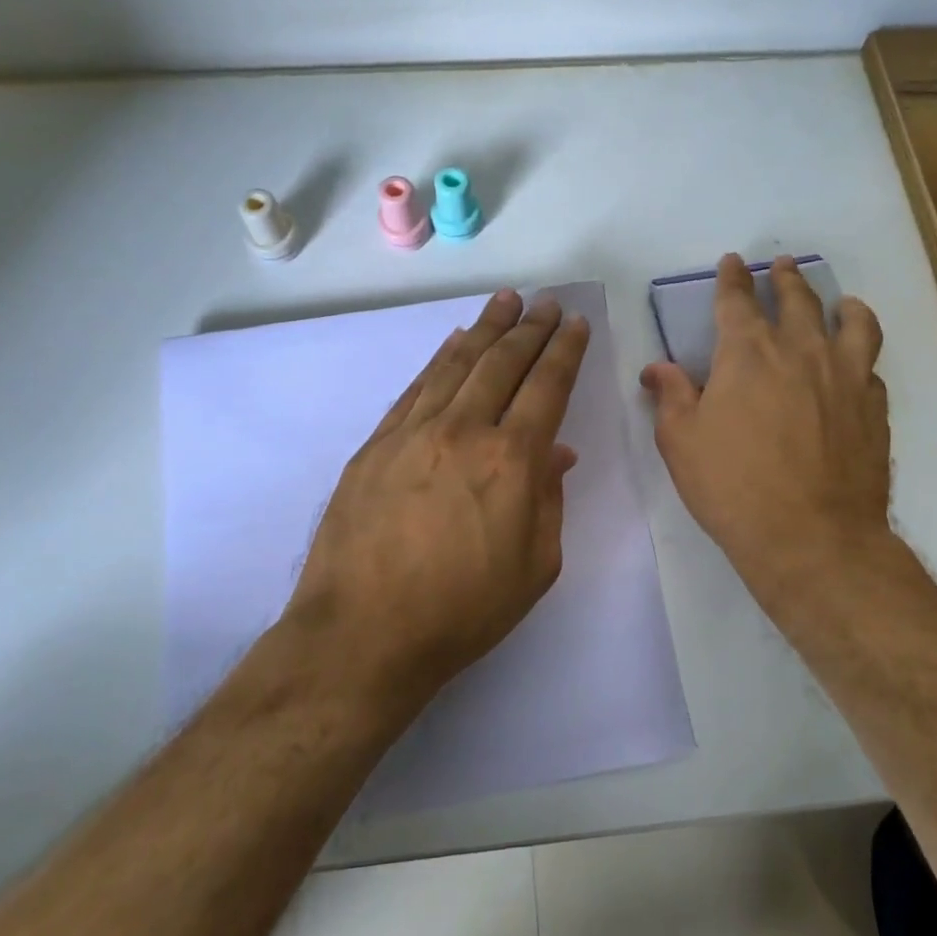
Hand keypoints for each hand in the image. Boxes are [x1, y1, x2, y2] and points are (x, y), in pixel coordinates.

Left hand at [286, 289, 590, 700]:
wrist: (363, 634)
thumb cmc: (462, 611)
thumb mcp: (535, 567)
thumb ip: (549, 500)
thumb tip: (555, 452)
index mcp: (511, 461)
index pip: (546, 387)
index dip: (563, 351)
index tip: (573, 323)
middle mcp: (463, 431)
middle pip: (502, 363)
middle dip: (529, 328)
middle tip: (544, 302)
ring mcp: (413, 433)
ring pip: (456, 364)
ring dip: (485, 329)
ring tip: (505, 302)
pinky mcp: (376, 445)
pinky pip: (416, 388)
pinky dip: (440, 359)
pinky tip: (454, 343)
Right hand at [641, 254, 890, 605]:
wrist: (811, 536)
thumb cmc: (733, 486)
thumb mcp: (681, 441)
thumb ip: (671, 396)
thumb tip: (656, 368)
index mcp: (748, 352)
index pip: (737, 300)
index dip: (732, 278)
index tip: (732, 262)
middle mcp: (801, 349)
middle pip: (796, 298)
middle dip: (785, 277)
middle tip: (782, 265)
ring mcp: (845, 375)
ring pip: (851, 321)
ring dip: (841, 304)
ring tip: (841, 302)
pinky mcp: (873, 406)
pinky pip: (871, 367)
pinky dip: (861, 357)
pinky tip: (856, 367)